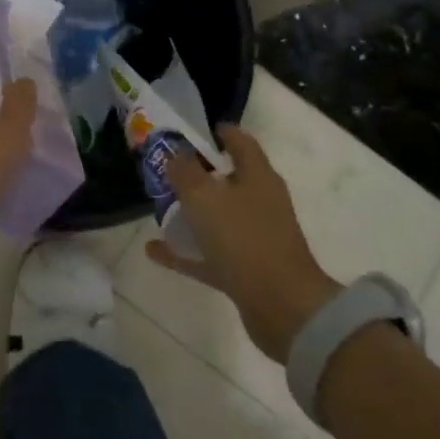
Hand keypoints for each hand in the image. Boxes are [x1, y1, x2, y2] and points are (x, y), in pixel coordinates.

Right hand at [146, 125, 340, 363]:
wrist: (283, 307)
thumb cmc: (244, 239)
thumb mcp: (205, 198)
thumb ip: (184, 172)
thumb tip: (174, 154)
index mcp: (258, 176)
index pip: (240, 142)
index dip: (219, 132)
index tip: (193, 131)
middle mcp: (260, 202)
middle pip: (228, 180)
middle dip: (198, 174)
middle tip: (167, 170)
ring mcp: (255, 237)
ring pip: (218, 217)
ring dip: (191, 213)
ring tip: (160, 208)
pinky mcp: (247, 270)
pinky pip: (210, 254)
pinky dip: (186, 251)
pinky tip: (156, 251)